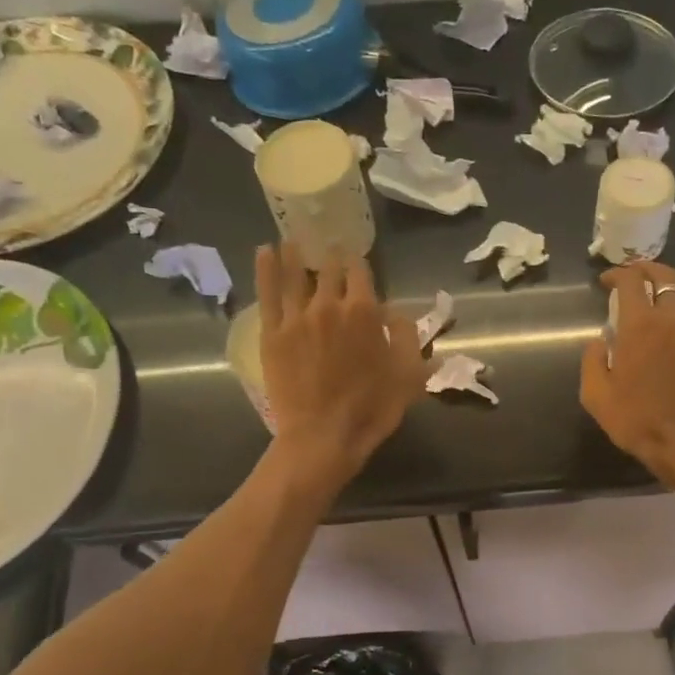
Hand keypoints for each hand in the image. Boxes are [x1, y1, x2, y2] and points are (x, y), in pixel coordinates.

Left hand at [256, 243, 427, 487]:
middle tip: (329, 249)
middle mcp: (329, 304)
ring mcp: (296, 317)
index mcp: (365, 312)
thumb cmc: (372, 408)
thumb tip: (395, 313)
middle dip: (331, 257)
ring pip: (294, 273)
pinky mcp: (272, 333)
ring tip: (294, 238)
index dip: (359, 265)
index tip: (358, 264)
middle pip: (328, 268)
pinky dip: (266, 268)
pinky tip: (265, 250)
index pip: (361, 271)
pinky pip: (268, 292)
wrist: (324, 437)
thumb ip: (407, 336)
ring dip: (296, 253)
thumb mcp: (409, 375)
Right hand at [581, 261, 674, 481]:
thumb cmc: (637, 420)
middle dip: (645, 270)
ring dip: (671, 279)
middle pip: (663, 277)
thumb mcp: (596, 395)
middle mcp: (672, 317)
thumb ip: (592, 360)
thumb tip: (599, 340)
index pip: (631, 282)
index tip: (607, 281)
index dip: (617, 274)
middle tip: (633, 275)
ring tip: (659, 283)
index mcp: (640, 325)